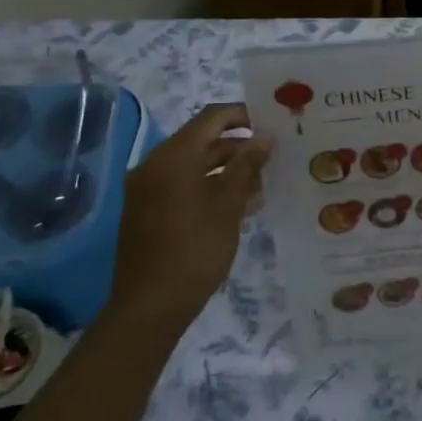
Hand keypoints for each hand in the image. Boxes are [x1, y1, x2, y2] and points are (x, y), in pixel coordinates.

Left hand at [113, 103, 271, 322]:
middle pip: (203, 141)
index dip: (243, 115)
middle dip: (239, 148)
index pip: (212, 117)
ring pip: (195, 166)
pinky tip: (239, 207)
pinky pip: (183, 186)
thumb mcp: (229, 205)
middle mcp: (155, 165)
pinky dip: (210, 187)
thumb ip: (247, 165)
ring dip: (228, 170)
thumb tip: (266, 136)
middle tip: (273, 158)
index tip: (272, 125)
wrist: (150, 306)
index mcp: (174, 156)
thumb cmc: (195, 249)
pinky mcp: (148, 211)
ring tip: (262, 187)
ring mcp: (148, 189)